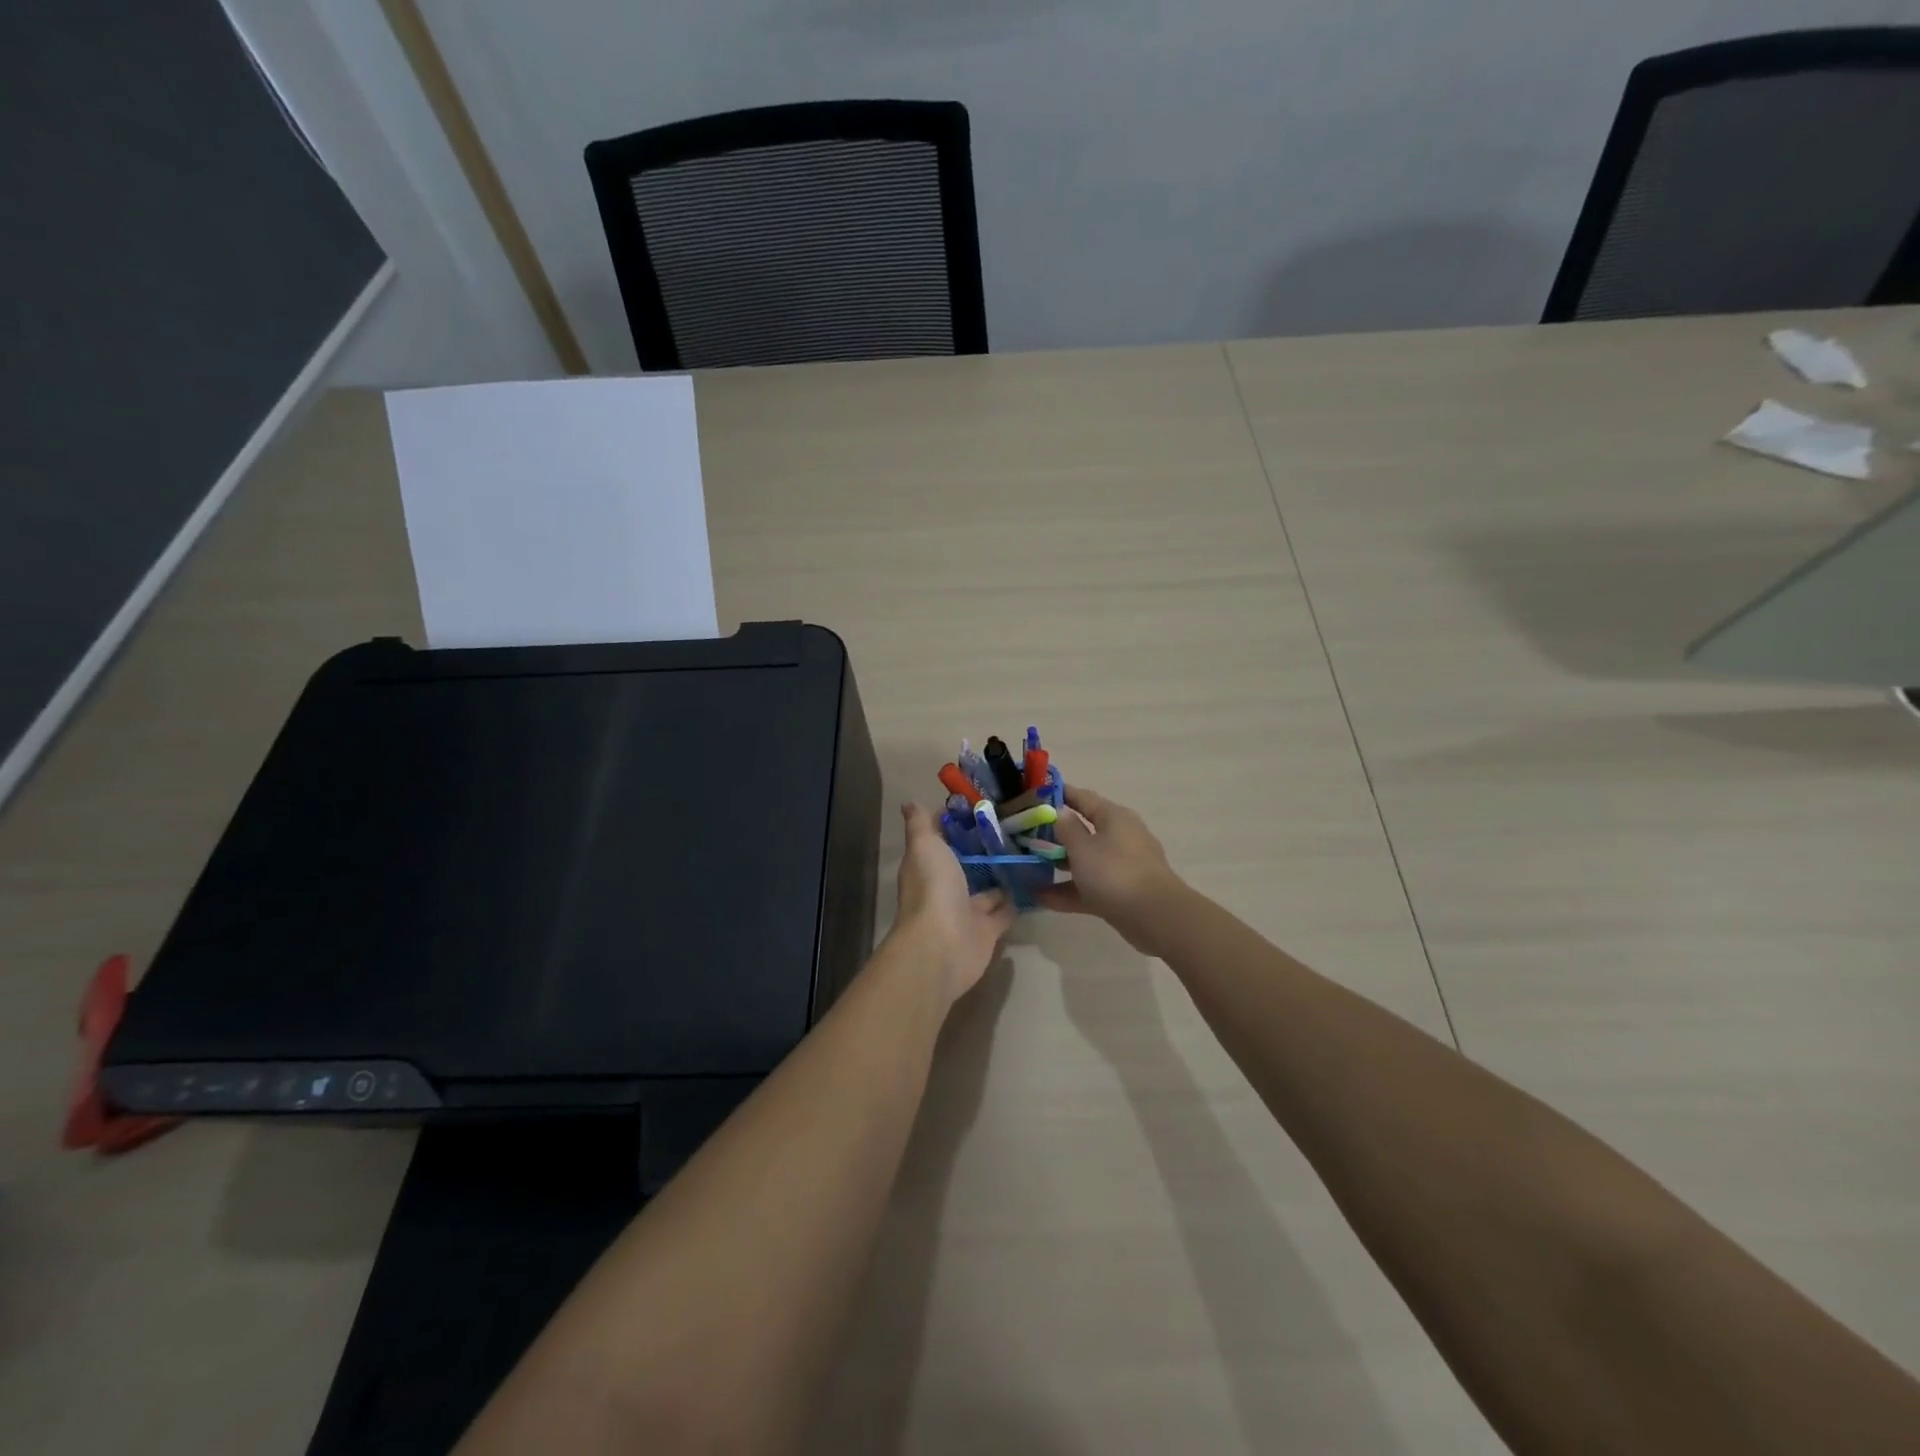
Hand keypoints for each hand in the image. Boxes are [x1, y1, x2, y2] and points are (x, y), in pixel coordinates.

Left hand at [890, 803, 1016, 1004]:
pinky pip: (1004, 912)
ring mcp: (966, 911)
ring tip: (1029, 852)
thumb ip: (921, 825)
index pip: (942, 841)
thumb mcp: (925, 847)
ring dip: (1002, 875)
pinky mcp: (987, 930)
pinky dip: (1016, 900)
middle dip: (984, 850)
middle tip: (1015, 827)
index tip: (982, 805)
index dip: (957, 824)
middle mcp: (945, 888)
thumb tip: (909, 802)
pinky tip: (1035, 882)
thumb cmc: (933, 889)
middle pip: (966, 865)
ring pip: (987, 890)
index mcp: (928, 866)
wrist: (944, 945)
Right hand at [1038, 786, 1186, 954]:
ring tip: (1029, 867)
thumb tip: (1060, 812)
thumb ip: (1067, 828)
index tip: (1035, 795)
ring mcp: (1122, 865)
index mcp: (1114, 817)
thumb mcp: (1082, 848)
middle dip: (1056, 834)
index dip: (1060, 794)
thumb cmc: (1114, 873)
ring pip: (1086, 860)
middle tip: (1026, 836)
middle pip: (1084, 829)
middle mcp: (1120, 836)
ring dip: (1060, 864)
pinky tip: (1042, 898)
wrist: (1155, 917)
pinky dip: (1069, 890)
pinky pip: (1090, 885)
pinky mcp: (1121, 892)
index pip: (1083, 797)